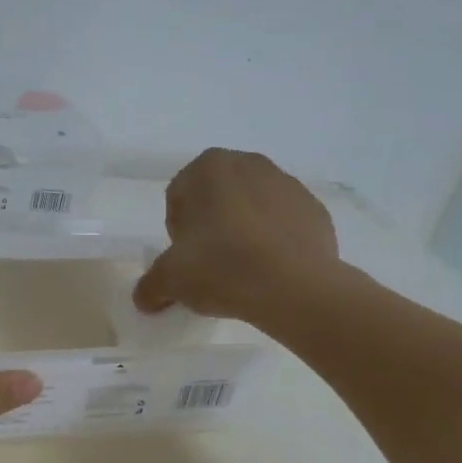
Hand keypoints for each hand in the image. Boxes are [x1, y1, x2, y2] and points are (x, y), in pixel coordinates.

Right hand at [134, 149, 343, 325]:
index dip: (178, 231)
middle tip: (211, 264)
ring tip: (243, 270)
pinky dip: (275, 241)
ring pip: (251, 208)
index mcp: (208, 167)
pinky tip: (271, 270)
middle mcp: (249, 163)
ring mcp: (287, 184)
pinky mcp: (316, 209)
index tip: (186, 259)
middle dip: (211, 226)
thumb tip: (145, 299)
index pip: (179, 198)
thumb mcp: (170, 280)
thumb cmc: (221, 267)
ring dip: (243, 232)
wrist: (295, 288)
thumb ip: (150, 286)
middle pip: (216, 198)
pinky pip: (283, 224)